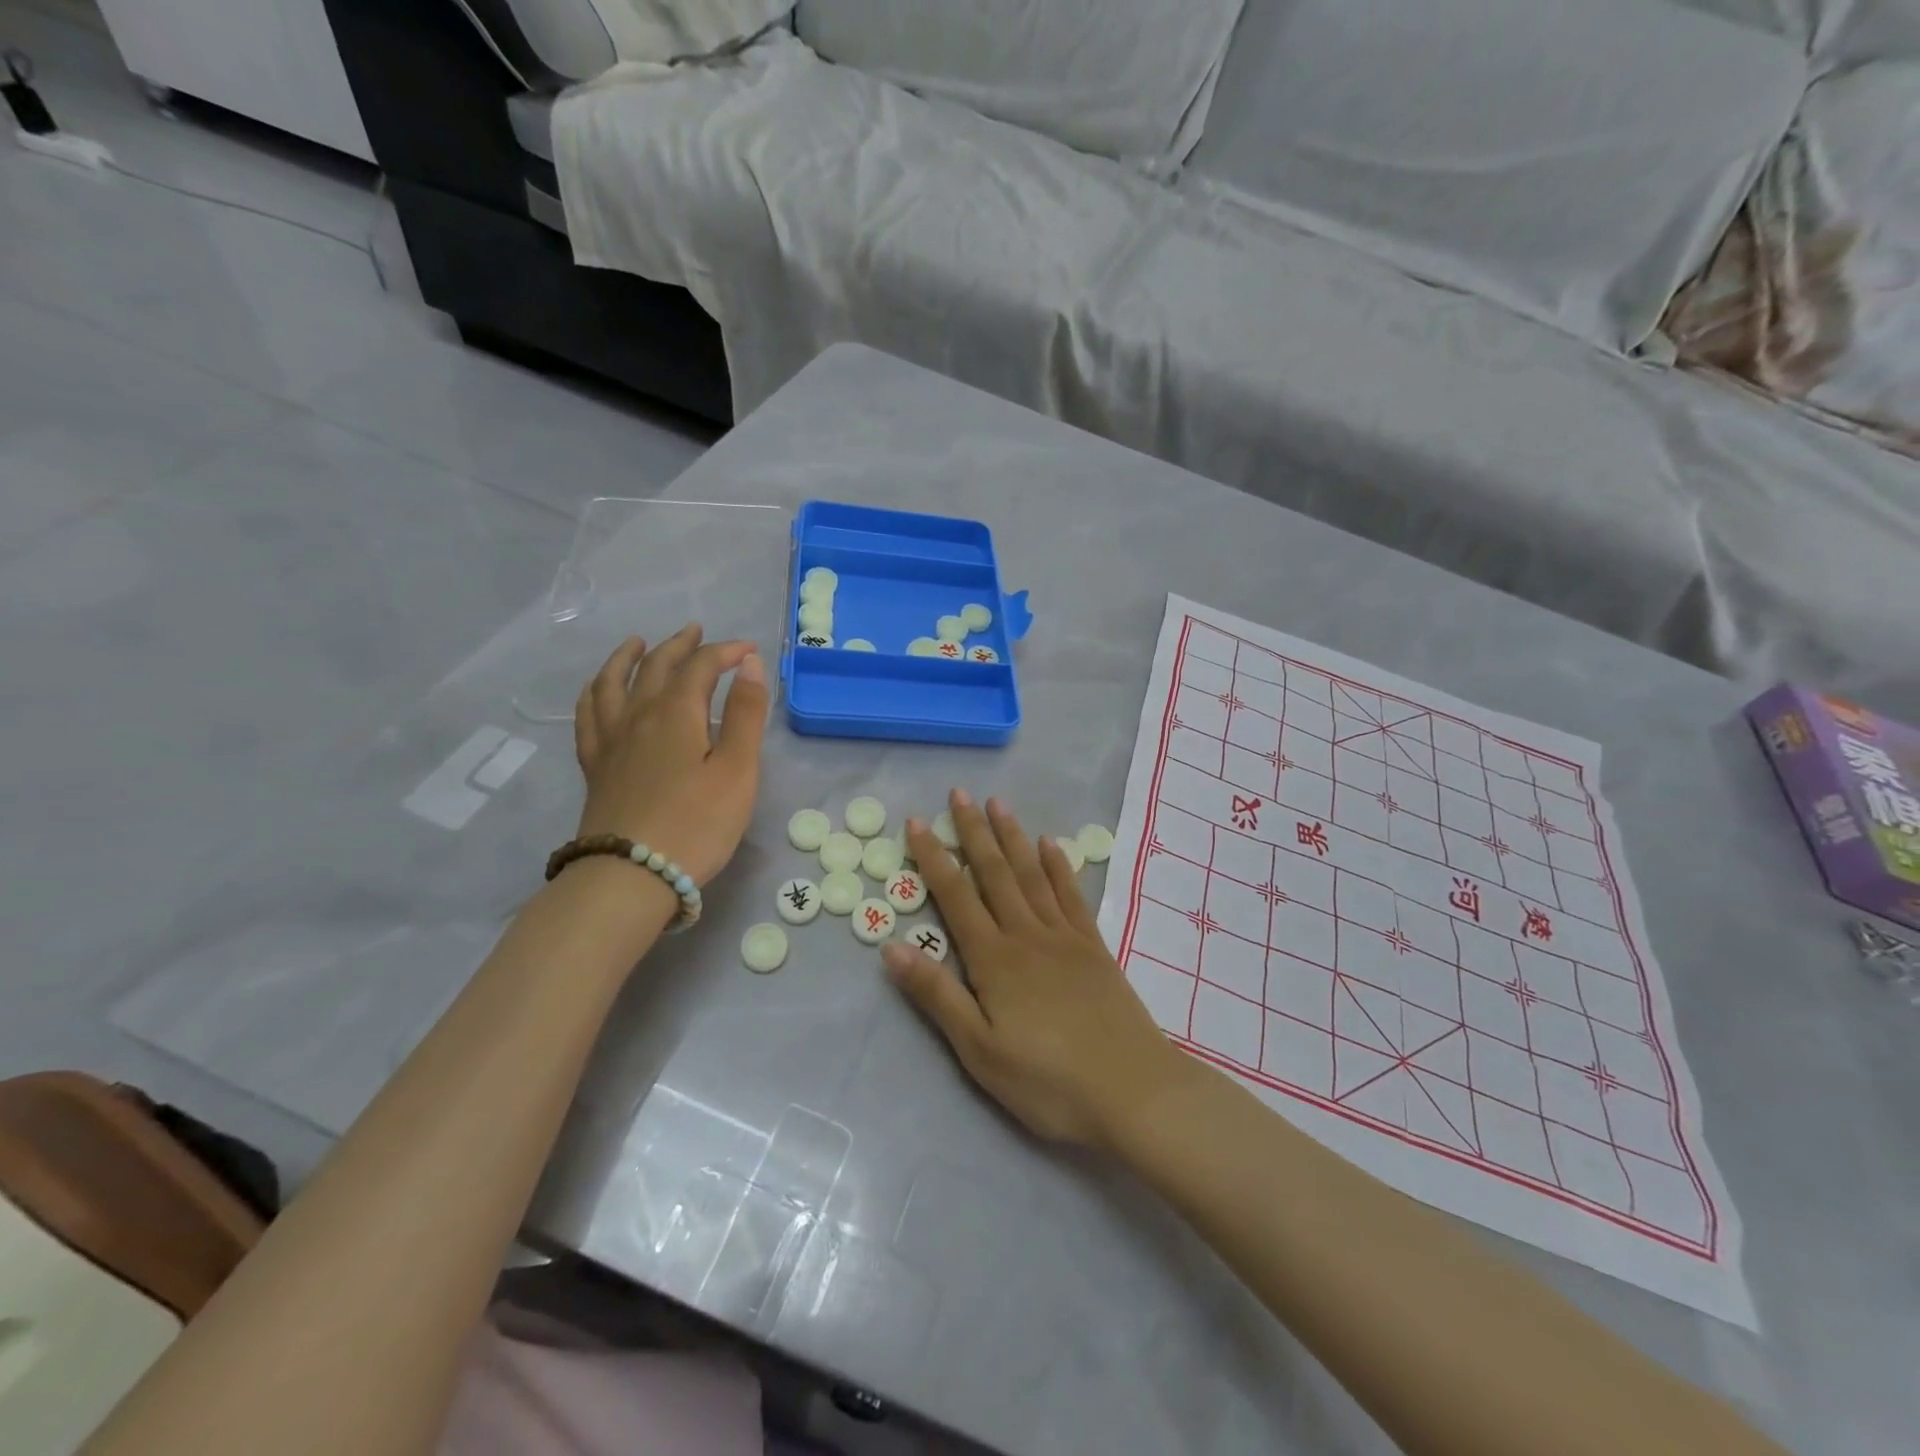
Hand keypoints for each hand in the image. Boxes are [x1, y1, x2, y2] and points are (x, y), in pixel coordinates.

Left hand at [573, 624, 768, 886]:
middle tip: (696, 632)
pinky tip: (599, 691)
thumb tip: (749, 664)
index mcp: (676, 712)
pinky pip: (588, 715)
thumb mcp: (737, 769)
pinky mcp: (595, 766)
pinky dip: (595, 692)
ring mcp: (610, 740)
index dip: (725, 652)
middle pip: (656, 667)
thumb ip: (744, 713)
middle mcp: (637, 715)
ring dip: (627, 657)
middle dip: (680, 645)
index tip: (749, 651)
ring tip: (637, 643)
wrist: (631, 875)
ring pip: (613, 683)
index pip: (700, 666)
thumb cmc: (697, 823)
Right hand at [882, 790, 1191, 1148]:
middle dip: (973, 832)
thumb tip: (891, 948)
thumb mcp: (979, 1051)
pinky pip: (1071, 895)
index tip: (917, 823)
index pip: (955, 897)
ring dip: (1013, 837)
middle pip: (995, 873)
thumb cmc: (1048, 1082)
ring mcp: (1065, 937)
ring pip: (1032, 874)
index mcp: (994, 960)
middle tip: (959, 794)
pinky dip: (1058, 866)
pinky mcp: (1094, 947)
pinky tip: (1050, 844)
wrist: (1133, 1091)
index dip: (933, 858)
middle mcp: (1027, 935)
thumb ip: (937, 996)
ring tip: (998, 804)